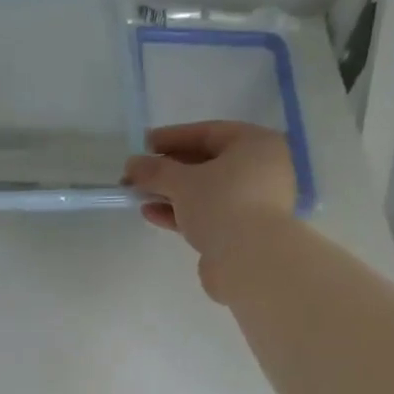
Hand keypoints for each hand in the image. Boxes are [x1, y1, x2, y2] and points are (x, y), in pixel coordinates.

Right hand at [124, 122, 296, 295]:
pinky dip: (181, 213)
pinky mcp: (243, 231)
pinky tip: (152, 214)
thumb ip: (155, 170)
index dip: (173, 137)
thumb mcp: (182, 181)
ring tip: (139, 196)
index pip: (209, 132)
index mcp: (257, 144)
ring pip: (206, 192)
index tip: (144, 144)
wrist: (250, 260)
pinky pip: (208, 214)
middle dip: (168, 169)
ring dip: (171, 193)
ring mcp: (254, 203)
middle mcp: (261, 170)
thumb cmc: (222, 204)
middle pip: (207, 163)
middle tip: (138, 174)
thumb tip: (132, 164)